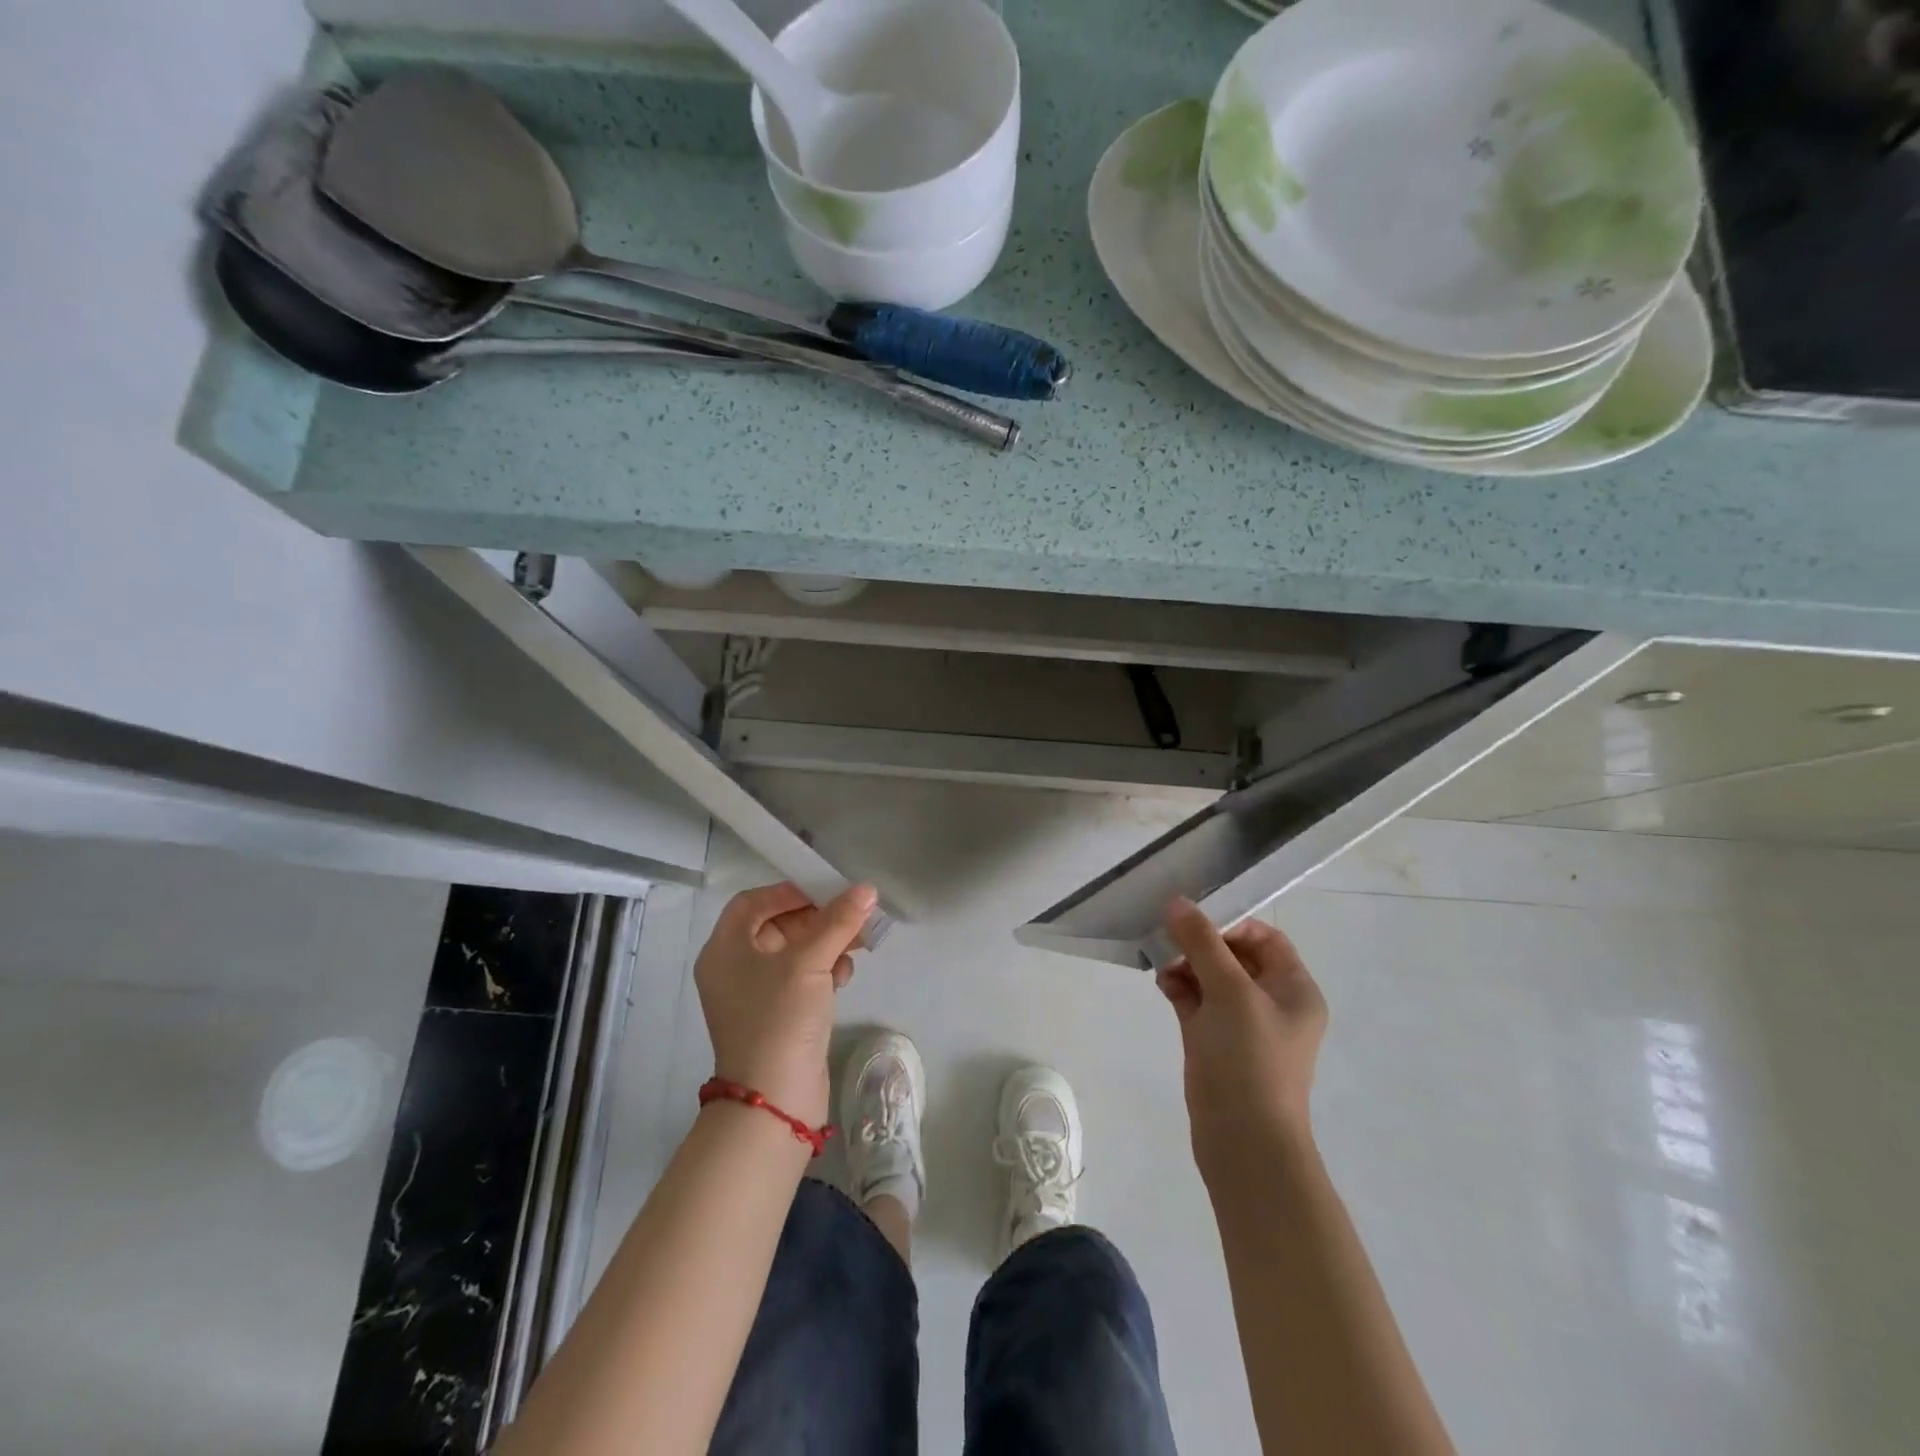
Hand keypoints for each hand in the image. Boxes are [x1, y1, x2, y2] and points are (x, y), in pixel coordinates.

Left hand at [693, 881, 876, 1127]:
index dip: (788, 891)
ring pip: (795, 952)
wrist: (774, 1100)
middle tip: (853, 915)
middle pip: (778, 925)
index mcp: (725, 949)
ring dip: (827, 943)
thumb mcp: (810, 962)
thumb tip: (867, 889)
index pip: (753, 902)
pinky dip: (824, 970)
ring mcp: (755, 994)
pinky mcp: (778, 1015)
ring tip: (858, 945)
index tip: (825, 891)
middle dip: (818, 918)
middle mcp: (734, 968)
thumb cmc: (781, 1018)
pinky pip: (801, 978)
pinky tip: (845, 975)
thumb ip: (838, 921)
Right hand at [1158, 898, 1327, 1168]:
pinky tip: (1161, 983)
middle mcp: (1272, 1003)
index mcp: (1294, 989)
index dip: (1230, 924)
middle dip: (1200, 944)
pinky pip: (1197, 1001)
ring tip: (1160, 964)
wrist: (1244, 1143)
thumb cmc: (1250, 1060)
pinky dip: (1180, 988)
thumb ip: (1202, 943)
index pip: (1264, 938)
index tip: (1195, 924)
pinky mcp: (1215, 1042)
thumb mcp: (1230, 992)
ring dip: (1186, 964)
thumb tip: (1177, 902)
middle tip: (1168, 939)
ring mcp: (1242, 1024)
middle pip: (1234, 955)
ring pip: (1211, 977)